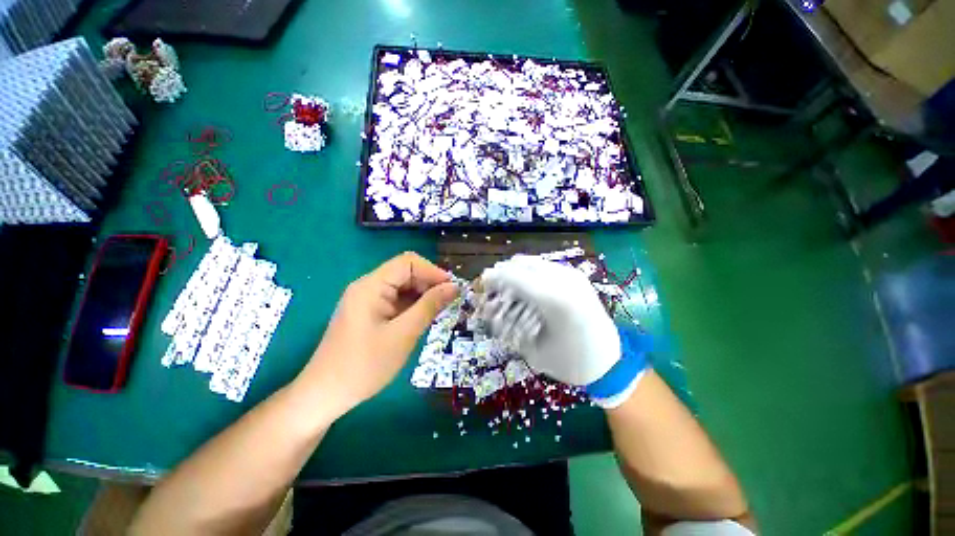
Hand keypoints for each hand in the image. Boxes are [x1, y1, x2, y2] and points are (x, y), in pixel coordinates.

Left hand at [298, 252, 458, 418]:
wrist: (325, 395)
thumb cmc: (365, 366)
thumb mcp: (404, 334)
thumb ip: (430, 306)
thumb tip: (454, 287)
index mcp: (371, 286)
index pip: (408, 262)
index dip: (433, 272)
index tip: (452, 290)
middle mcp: (368, 286)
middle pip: (405, 273)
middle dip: (429, 284)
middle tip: (448, 304)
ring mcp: (368, 300)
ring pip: (403, 287)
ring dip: (422, 296)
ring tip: (438, 313)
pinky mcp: (369, 312)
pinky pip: (396, 300)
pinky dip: (412, 306)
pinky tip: (422, 319)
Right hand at [480, 255, 619, 385]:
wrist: (609, 361)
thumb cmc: (569, 362)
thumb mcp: (533, 350)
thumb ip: (510, 326)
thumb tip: (489, 308)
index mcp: (554, 300)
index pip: (514, 277)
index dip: (494, 278)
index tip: (481, 283)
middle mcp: (564, 280)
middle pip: (521, 264)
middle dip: (503, 272)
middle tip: (493, 287)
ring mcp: (573, 275)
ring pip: (533, 261)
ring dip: (515, 271)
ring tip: (508, 286)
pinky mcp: (576, 276)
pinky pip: (544, 266)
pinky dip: (529, 272)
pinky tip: (527, 287)